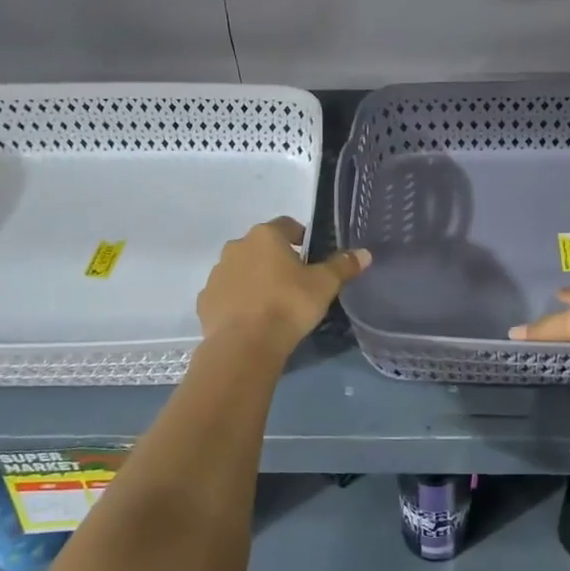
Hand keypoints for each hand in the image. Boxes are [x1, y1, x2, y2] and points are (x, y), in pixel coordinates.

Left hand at [197, 218, 370, 355]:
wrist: (245, 344)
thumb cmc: (288, 305)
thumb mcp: (324, 285)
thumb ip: (343, 266)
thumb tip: (364, 253)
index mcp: (265, 236)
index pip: (286, 225)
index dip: (301, 237)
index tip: (311, 255)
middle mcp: (236, 247)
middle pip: (261, 247)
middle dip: (276, 259)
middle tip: (294, 282)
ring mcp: (217, 274)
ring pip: (241, 270)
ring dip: (255, 279)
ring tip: (273, 303)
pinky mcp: (205, 300)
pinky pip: (227, 294)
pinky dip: (238, 301)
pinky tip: (252, 319)